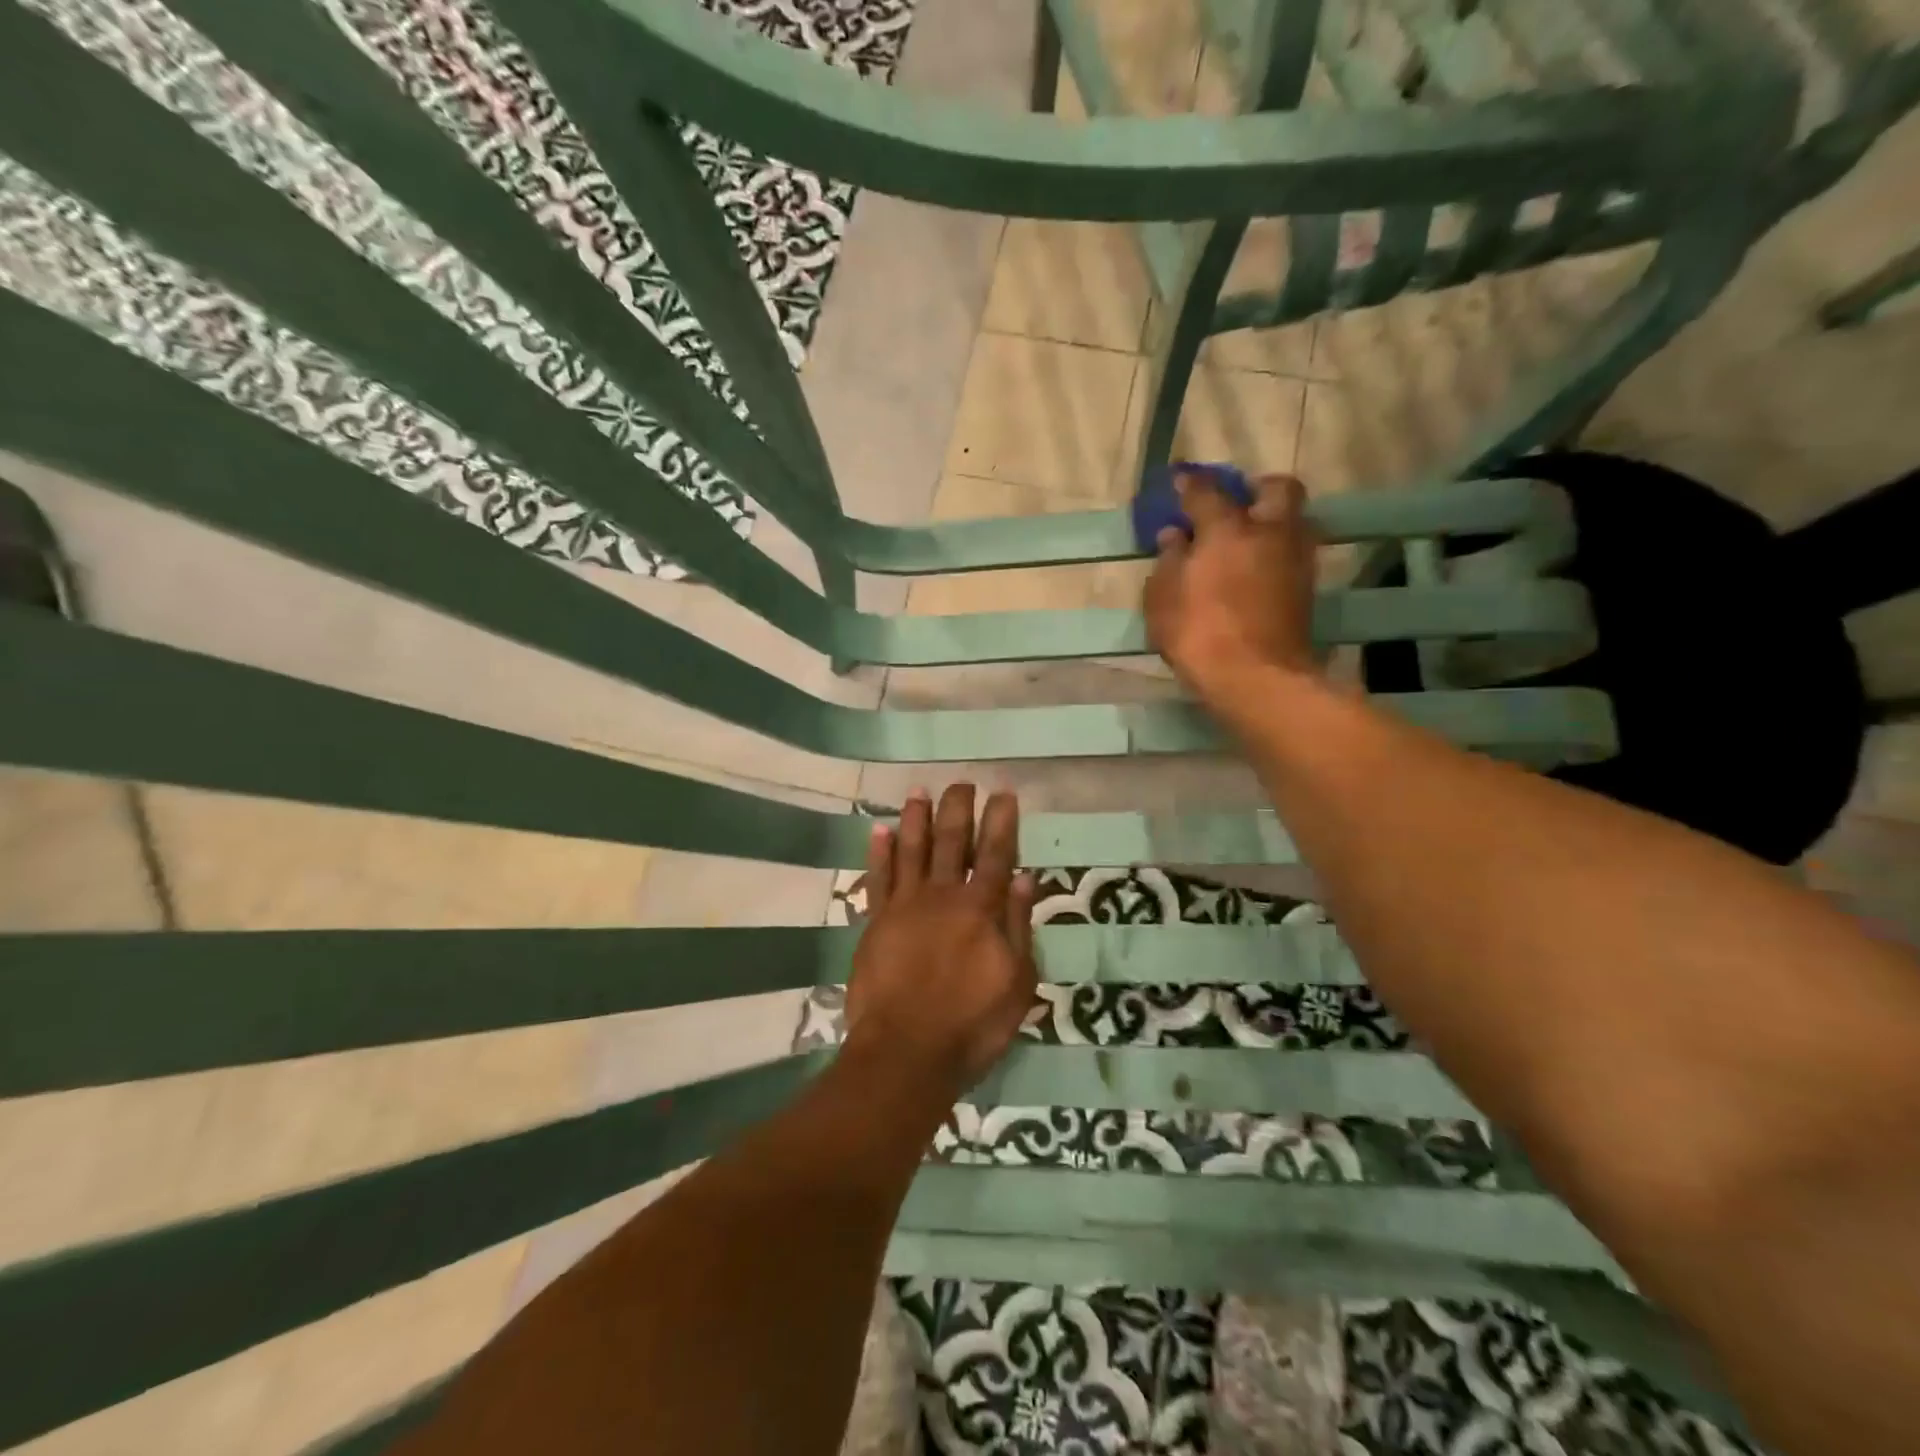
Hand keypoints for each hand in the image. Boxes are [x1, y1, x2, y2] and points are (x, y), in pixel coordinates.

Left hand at [844, 784, 1038, 1099]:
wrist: (906, 1053)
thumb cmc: (971, 1024)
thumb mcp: (1016, 983)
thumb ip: (1017, 926)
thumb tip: (1022, 878)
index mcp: (980, 909)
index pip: (995, 853)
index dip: (1001, 820)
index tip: (1003, 791)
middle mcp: (942, 896)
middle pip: (950, 841)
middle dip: (958, 808)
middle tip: (962, 782)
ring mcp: (905, 906)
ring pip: (912, 850)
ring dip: (917, 818)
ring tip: (920, 791)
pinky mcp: (875, 922)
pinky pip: (877, 878)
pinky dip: (880, 852)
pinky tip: (881, 830)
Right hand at [1143, 471, 1321, 707]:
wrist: (1257, 678)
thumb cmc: (1199, 635)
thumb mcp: (1163, 600)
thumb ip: (1168, 562)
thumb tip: (1174, 536)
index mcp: (1226, 529)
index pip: (1206, 492)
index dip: (1190, 484)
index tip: (1180, 481)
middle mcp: (1268, 532)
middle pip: (1277, 488)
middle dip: (1256, 489)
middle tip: (1235, 505)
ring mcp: (1295, 558)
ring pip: (1294, 519)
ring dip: (1273, 520)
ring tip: (1248, 540)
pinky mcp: (1307, 587)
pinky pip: (1294, 551)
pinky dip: (1277, 551)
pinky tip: (1257, 568)